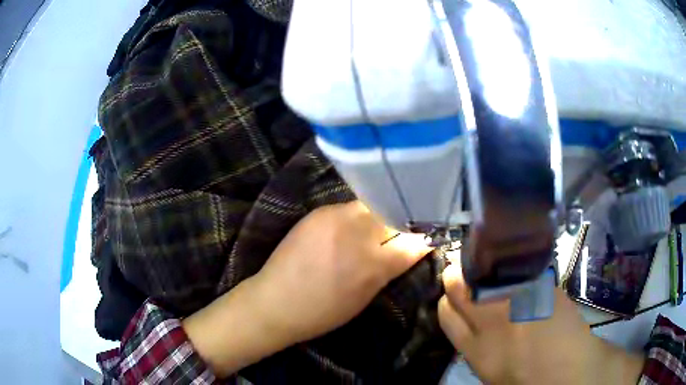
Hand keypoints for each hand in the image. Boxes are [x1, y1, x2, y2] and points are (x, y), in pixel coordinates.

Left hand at [184, 201, 430, 376]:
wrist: (276, 302)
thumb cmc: (323, 312)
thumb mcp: (365, 298)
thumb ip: (388, 270)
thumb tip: (407, 250)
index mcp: (374, 265)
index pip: (413, 242)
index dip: (421, 238)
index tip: (425, 236)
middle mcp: (358, 235)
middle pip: (393, 215)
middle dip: (399, 222)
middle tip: (397, 230)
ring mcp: (336, 218)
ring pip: (371, 206)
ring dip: (376, 216)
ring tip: (370, 228)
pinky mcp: (318, 213)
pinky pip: (347, 208)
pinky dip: (354, 217)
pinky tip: (347, 229)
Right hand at [438, 263, 643, 384]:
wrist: (567, 366)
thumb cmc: (525, 377)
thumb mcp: (488, 369)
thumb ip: (474, 342)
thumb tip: (467, 317)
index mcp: (474, 347)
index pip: (445, 312)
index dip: (448, 301)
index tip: (454, 296)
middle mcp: (491, 318)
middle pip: (458, 284)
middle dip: (457, 276)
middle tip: (469, 276)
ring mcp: (517, 297)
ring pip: (484, 271)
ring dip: (483, 268)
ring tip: (492, 272)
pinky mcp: (539, 283)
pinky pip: (513, 268)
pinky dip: (509, 266)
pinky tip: (515, 271)